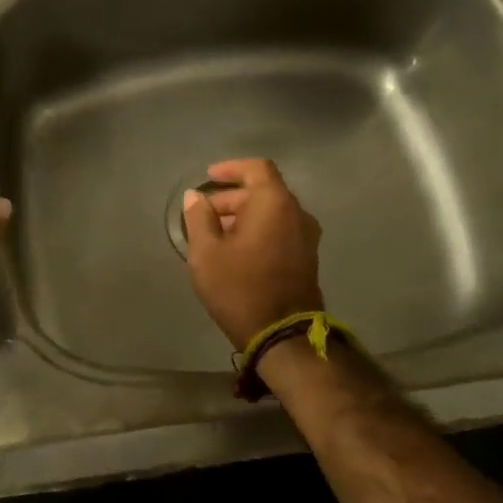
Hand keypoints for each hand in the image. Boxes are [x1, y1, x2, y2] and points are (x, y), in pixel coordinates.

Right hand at [180, 158, 324, 349]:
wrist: (282, 334)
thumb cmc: (239, 287)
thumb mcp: (206, 253)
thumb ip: (198, 218)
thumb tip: (195, 197)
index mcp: (275, 204)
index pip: (257, 169)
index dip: (231, 168)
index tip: (209, 177)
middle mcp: (297, 214)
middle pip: (263, 191)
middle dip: (231, 197)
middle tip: (203, 213)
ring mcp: (306, 237)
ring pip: (271, 213)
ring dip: (243, 215)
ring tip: (214, 233)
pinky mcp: (306, 257)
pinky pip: (279, 230)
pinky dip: (257, 230)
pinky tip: (234, 249)